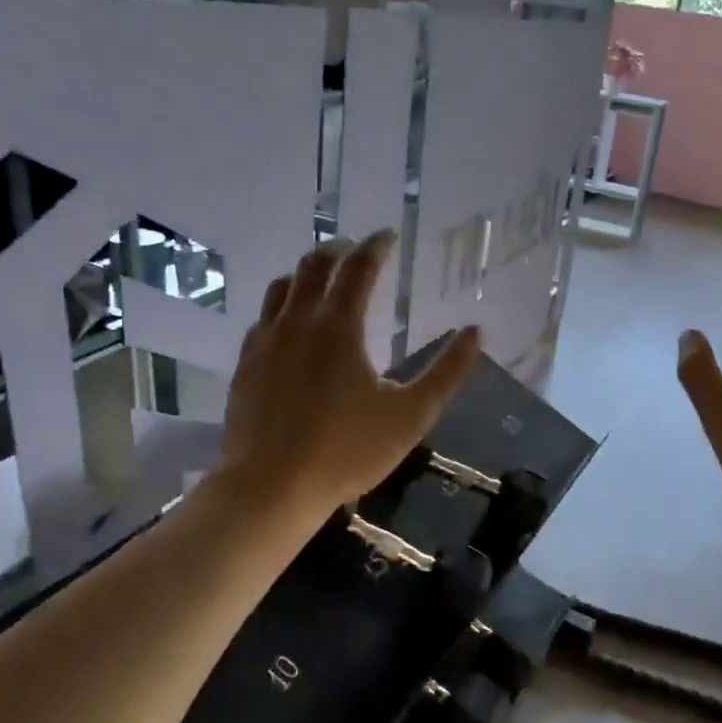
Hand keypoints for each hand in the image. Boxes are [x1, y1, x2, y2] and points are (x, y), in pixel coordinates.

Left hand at [216, 232, 480, 515]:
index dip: (376, 246)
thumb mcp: (411, 416)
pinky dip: (282, 306)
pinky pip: (264, 318)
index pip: (359, 268)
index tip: (388, 236)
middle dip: (338, 252)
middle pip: (314, 266)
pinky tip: (290, 325)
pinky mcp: (245, 364)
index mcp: (339, 326)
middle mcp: (298, 322)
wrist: (270, 486)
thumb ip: (447, 372)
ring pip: (282, 287)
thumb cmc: (346, 450)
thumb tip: (475, 332)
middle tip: (356, 251)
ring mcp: (265, 341)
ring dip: (306, 274)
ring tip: (322, 279)